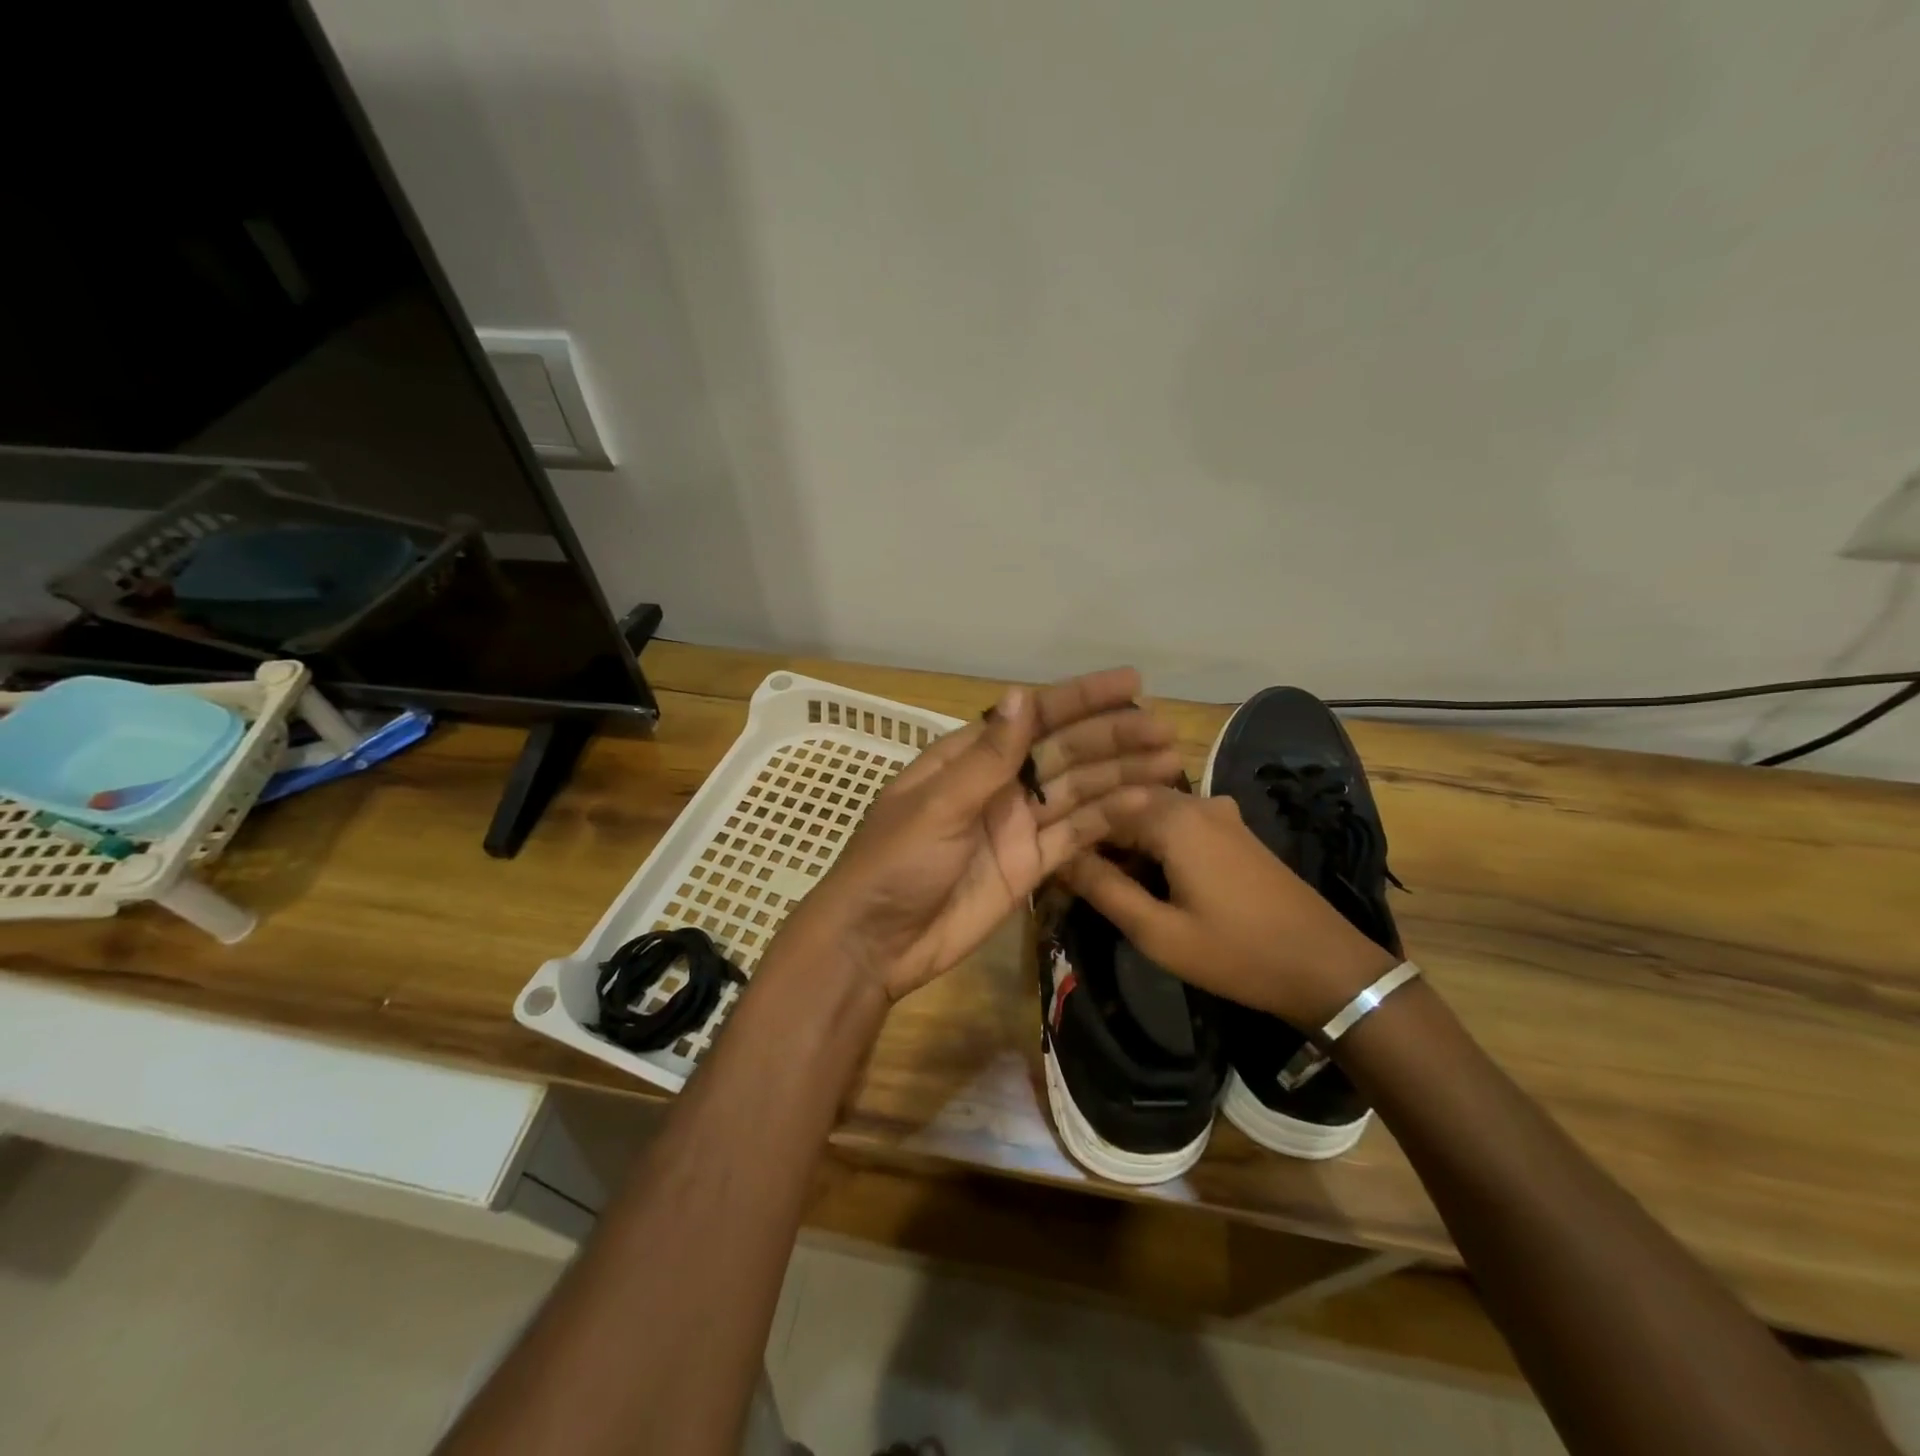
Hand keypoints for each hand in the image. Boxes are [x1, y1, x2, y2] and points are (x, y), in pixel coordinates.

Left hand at [781, 670, 1182, 1001]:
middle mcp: (1000, 783)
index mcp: (970, 758)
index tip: (1131, 685)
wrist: (876, 943)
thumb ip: (987, 757)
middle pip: (1065, 752)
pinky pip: (1076, 836)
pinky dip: (1109, 820)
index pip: (1034, 717)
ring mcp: (1018, 825)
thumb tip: (1021, 694)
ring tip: (1171, 762)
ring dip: (1122, 775)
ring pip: (1079, 791)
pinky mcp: (1031, 865)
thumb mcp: (937, 806)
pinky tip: (1146, 805)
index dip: (1081, 699)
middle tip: (1165, 731)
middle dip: (1113, 738)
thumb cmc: (895, 864)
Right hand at [1061, 785, 1397, 1026]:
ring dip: (1125, 841)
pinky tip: (1148, 877)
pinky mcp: (1235, 830)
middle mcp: (1194, 801)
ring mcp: (1220, 813)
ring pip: (1151, 813)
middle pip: (1125, 804)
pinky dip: (1154, 843)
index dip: (1071, 836)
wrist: (1327, 967)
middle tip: (1073, 878)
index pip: (1099, 808)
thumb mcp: (1158, 932)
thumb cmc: (1236, 952)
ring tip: (1104, 882)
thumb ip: (1104, 890)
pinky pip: (1179, 823)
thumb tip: (1058, 859)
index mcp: (1172, 817)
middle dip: (1097, 837)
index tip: (1051, 867)